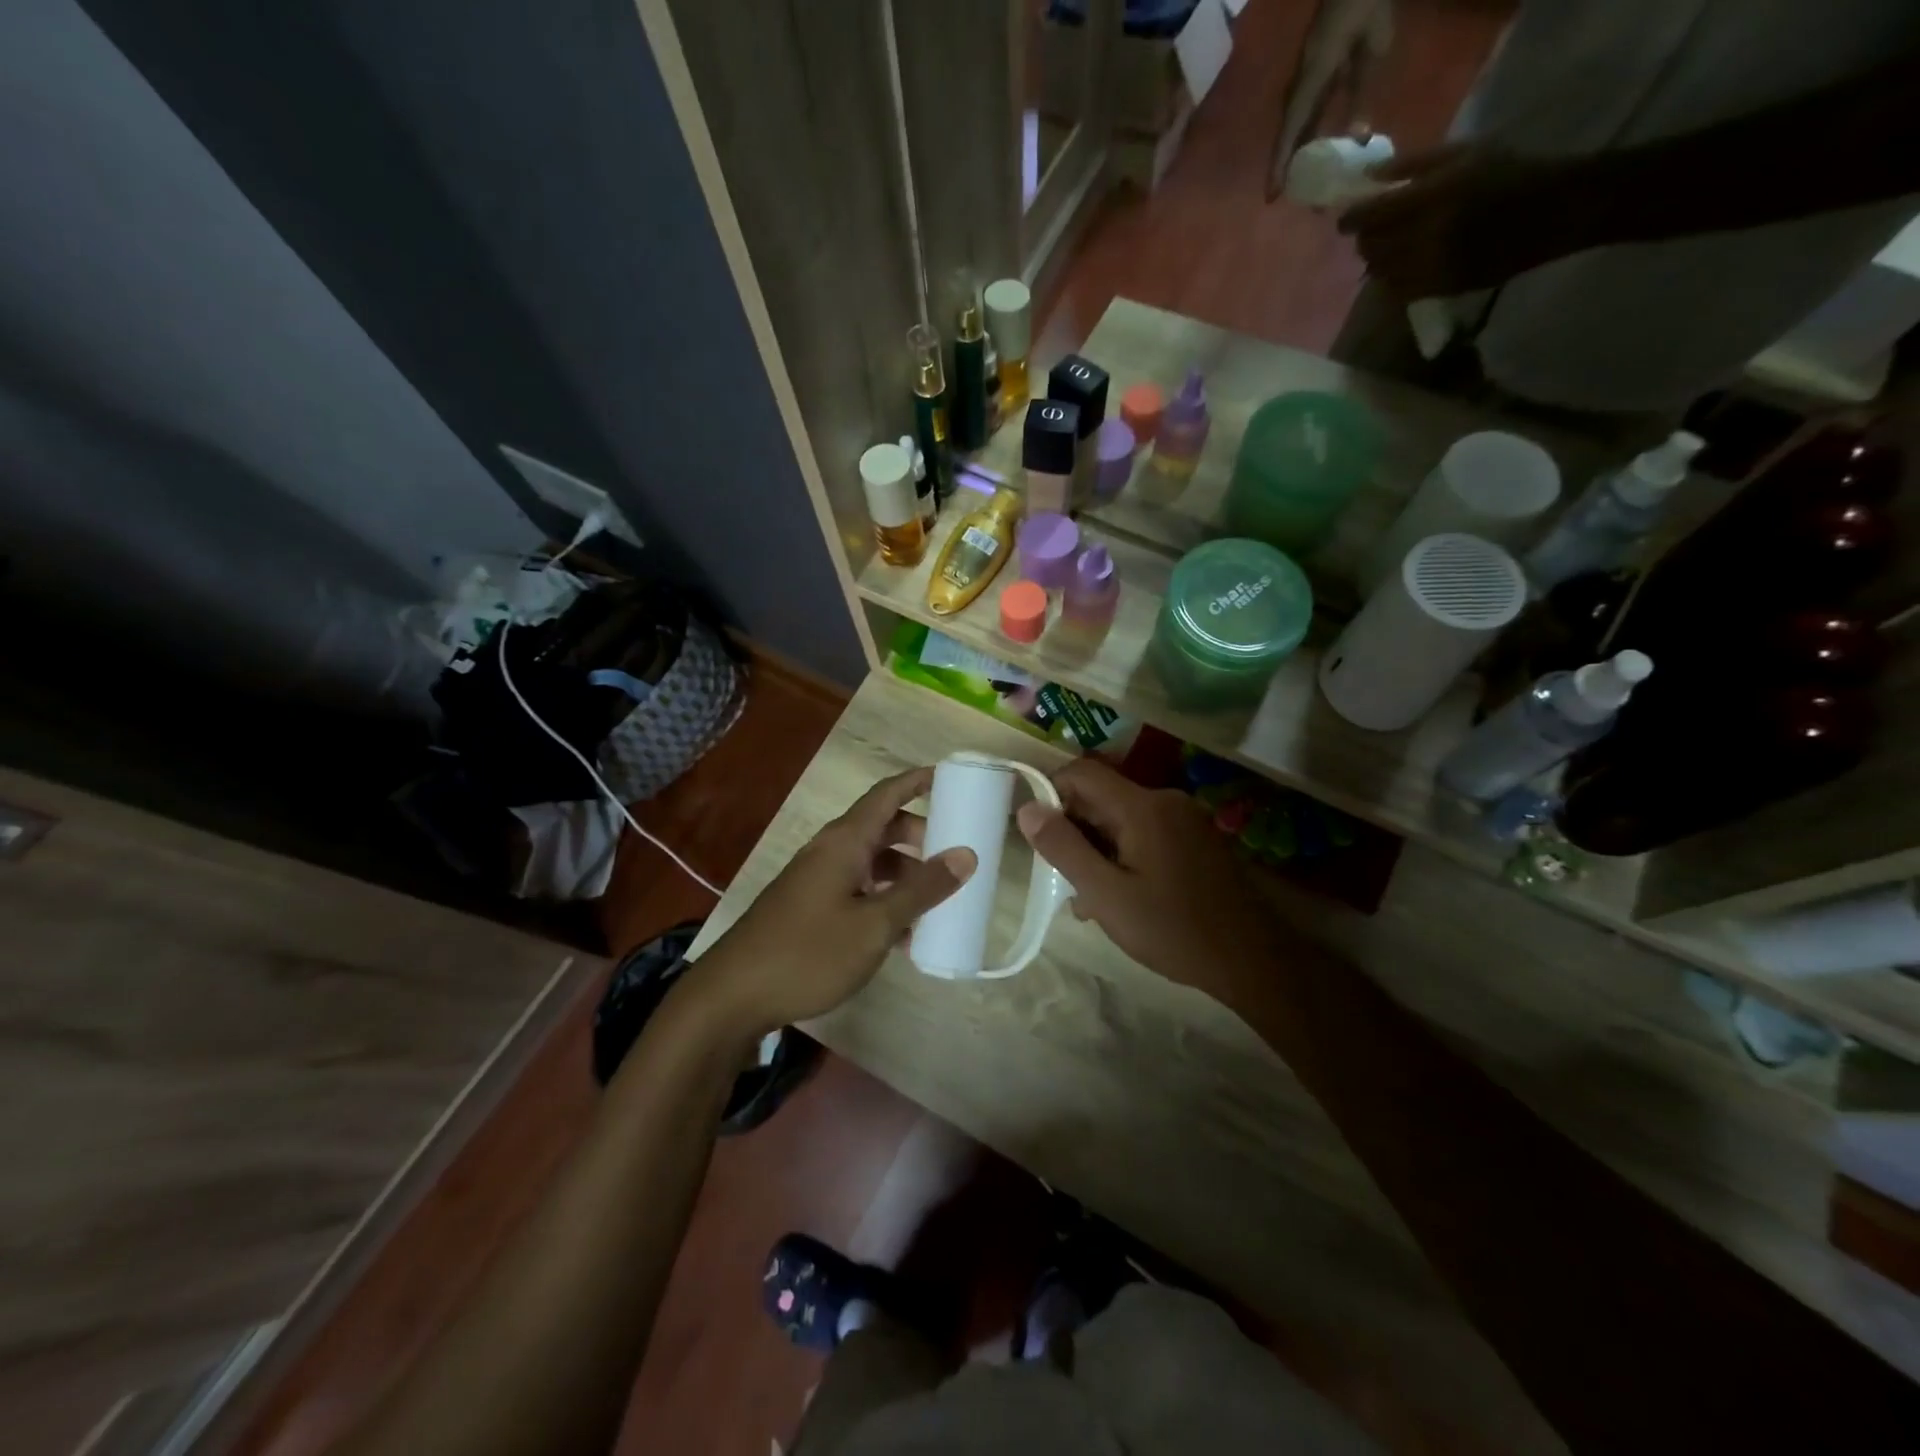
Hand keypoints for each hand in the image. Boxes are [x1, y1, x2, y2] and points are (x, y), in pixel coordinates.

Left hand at [688, 769, 974, 1039]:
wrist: (733, 996)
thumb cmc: (809, 952)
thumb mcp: (875, 924)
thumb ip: (922, 890)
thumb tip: (966, 855)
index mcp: (844, 841)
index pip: (886, 794)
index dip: (918, 781)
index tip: (951, 777)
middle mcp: (829, 851)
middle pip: (881, 828)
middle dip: (920, 836)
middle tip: (954, 854)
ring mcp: (816, 879)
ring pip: (870, 862)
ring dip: (903, 875)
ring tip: (936, 901)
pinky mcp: (809, 907)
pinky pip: (856, 888)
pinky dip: (883, 898)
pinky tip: (902, 934)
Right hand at [1015, 760, 1280, 1007]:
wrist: (1251, 961)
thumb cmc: (1172, 929)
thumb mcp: (1106, 894)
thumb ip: (1063, 848)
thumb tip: (1027, 808)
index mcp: (1143, 806)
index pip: (1082, 772)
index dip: (1051, 793)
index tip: (1037, 834)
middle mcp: (1166, 800)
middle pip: (1102, 797)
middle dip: (1075, 831)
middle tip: (1064, 880)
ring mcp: (1186, 819)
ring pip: (1122, 818)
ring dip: (1098, 850)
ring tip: (1091, 901)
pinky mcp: (1197, 838)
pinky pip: (1147, 832)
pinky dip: (1124, 854)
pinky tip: (1123, 896)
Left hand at [1338, 141, 1585, 295]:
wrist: (1552, 211)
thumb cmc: (1508, 172)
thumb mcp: (1464, 152)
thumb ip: (1413, 164)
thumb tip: (1368, 177)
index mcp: (1430, 198)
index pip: (1371, 216)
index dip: (1351, 218)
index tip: (1346, 218)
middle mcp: (1424, 237)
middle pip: (1370, 247)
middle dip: (1365, 239)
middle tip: (1371, 230)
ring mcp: (1430, 267)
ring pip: (1380, 272)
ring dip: (1377, 260)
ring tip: (1388, 247)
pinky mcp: (1438, 289)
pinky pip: (1397, 289)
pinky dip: (1391, 278)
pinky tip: (1403, 264)